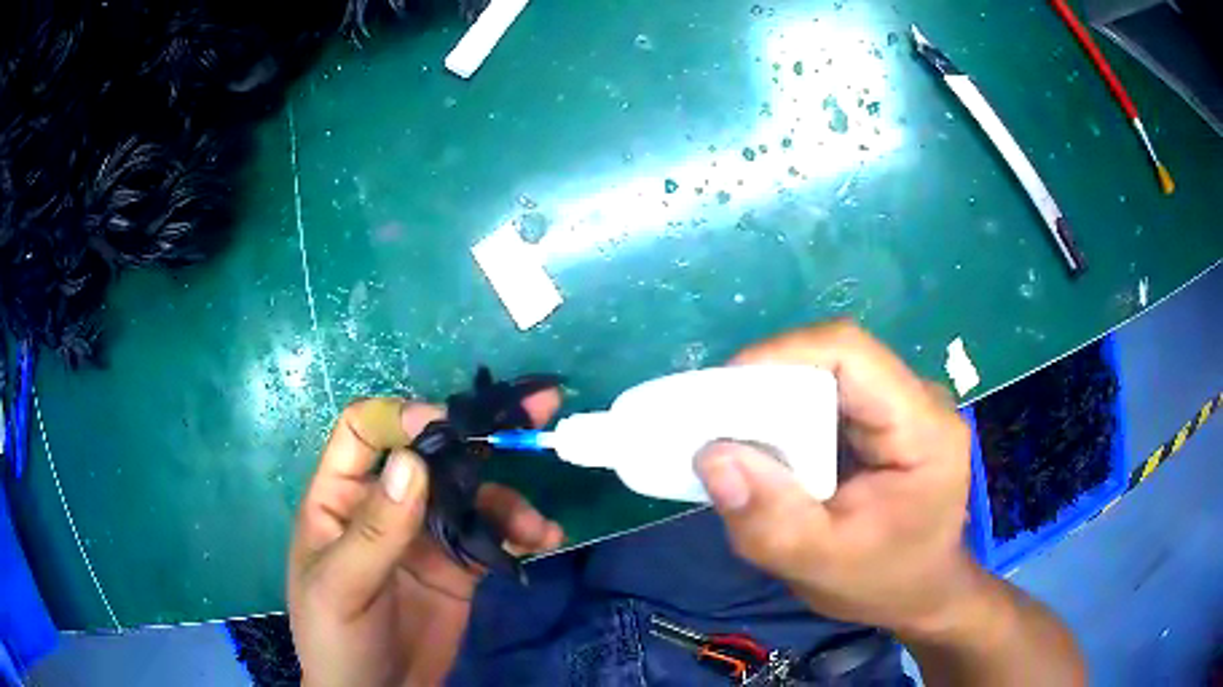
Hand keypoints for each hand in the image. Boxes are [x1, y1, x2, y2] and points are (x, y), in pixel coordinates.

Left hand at [288, 395, 564, 686]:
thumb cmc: (336, 637)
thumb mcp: (342, 587)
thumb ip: (374, 531)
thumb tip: (413, 462)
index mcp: (340, 497)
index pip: (365, 431)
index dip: (403, 418)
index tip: (447, 426)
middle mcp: (384, 505)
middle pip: (430, 452)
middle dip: (478, 433)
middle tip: (535, 413)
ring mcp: (424, 535)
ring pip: (470, 493)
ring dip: (508, 499)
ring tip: (536, 526)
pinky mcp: (458, 566)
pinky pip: (492, 535)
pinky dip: (519, 531)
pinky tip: (541, 540)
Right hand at [695, 321, 974, 635]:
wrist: (919, 590)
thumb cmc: (882, 581)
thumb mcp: (821, 566)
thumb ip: (770, 520)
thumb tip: (711, 457)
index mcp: (924, 430)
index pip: (851, 355)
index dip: (782, 356)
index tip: (722, 393)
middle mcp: (918, 400)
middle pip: (836, 358)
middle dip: (770, 382)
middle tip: (717, 423)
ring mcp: (902, 404)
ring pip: (828, 373)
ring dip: (776, 399)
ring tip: (735, 438)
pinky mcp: (884, 417)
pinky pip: (829, 396)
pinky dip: (789, 416)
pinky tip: (767, 449)